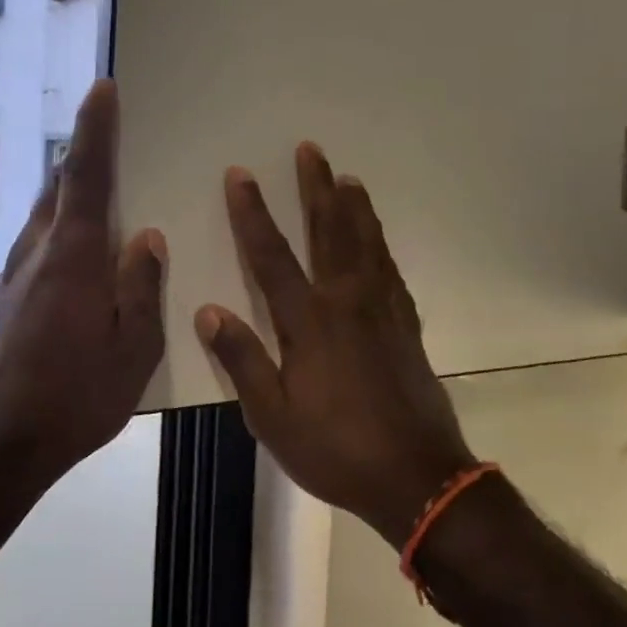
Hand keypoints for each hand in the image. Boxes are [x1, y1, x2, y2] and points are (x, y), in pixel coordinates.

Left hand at [0, 81, 166, 493]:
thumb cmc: (75, 398)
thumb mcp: (133, 349)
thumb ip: (142, 288)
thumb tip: (147, 238)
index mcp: (73, 257)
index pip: (86, 176)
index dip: (95, 129)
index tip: (102, 88)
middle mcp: (38, 252)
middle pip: (60, 186)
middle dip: (82, 151)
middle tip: (108, 127)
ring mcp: (15, 274)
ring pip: (45, 212)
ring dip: (69, 186)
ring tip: (97, 179)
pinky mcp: (7, 296)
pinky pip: (38, 239)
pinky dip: (59, 221)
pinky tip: (76, 243)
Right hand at [196, 143, 477, 544]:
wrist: (417, 477)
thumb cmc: (336, 449)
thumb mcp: (272, 417)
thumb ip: (242, 360)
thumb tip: (209, 311)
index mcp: (309, 321)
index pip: (271, 254)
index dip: (252, 212)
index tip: (241, 174)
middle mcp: (347, 302)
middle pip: (329, 231)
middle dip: (316, 187)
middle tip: (310, 149)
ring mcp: (383, 310)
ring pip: (366, 242)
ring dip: (354, 206)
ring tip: (348, 177)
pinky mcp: (407, 325)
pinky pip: (391, 270)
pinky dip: (381, 245)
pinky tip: (377, 240)